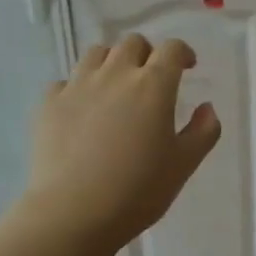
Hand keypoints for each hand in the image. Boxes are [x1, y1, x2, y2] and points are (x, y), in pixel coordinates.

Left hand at [18, 35, 220, 255]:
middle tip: (151, 79)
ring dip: (112, 62)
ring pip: (96, 53)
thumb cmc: (138, 190)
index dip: (182, 53)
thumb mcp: (184, 165)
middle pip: (132, 43)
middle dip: (147, 54)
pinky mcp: (49, 103)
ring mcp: (77, 86)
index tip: (187, 67)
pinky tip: (83, 111)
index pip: (172, 49)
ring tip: (116, 87)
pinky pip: (66, 81)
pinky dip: (78, 88)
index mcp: (153, 86)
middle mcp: (115, 75)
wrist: (73, 212)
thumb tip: (207, 108)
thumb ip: (203, 132)